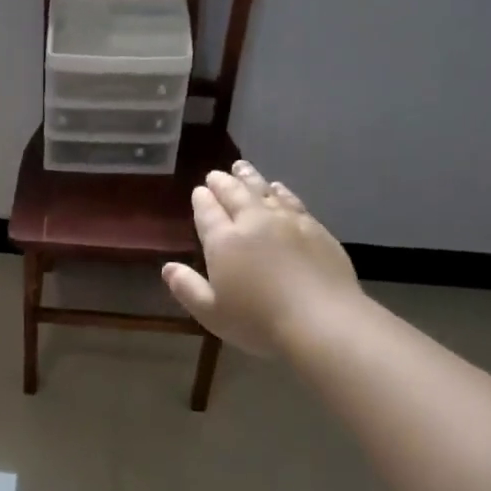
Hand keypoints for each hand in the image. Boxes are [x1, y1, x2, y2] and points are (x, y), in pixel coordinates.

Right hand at [161, 160, 360, 356]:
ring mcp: (287, 222)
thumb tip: (168, 268)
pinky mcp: (314, 228)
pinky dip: (280, 191)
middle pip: (235, 194)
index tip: (199, 191)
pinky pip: (291, 200)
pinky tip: (278, 188)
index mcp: (224, 241)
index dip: (202, 200)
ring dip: (250, 178)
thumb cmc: (258, 321)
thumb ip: (187, 288)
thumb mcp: (211, 312)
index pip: (208, 212)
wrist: (322, 320)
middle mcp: (253, 222)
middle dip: (223, 183)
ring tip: (242, 168)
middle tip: (216, 175)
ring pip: (264, 191)